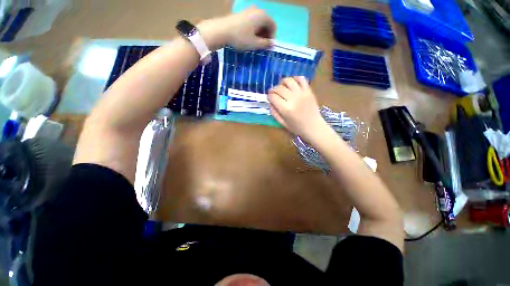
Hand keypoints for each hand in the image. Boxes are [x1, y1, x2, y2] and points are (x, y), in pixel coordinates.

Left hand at [198, 7, 275, 49]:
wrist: (222, 30)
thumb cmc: (241, 38)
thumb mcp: (255, 44)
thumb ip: (265, 44)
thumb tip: (272, 44)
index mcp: (263, 16)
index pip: (273, 26)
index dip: (272, 37)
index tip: (267, 46)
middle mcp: (258, 10)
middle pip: (266, 23)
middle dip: (266, 35)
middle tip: (261, 45)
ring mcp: (249, 10)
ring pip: (259, 22)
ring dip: (260, 33)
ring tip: (254, 42)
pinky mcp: (242, 13)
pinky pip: (253, 21)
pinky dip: (253, 29)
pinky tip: (248, 37)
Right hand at [268, 77, 327, 141]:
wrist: (313, 127)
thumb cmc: (296, 127)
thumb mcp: (282, 123)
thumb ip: (274, 112)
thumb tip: (270, 102)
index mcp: (286, 109)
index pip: (273, 97)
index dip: (269, 96)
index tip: (269, 97)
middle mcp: (293, 99)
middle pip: (279, 88)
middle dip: (273, 90)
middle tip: (273, 93)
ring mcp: (302, 93)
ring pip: (288, 81)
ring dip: (282, 82)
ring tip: (282, 87)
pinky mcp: (308, 90)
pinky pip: (301, 79)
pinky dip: (295, 78)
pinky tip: (292, 84)